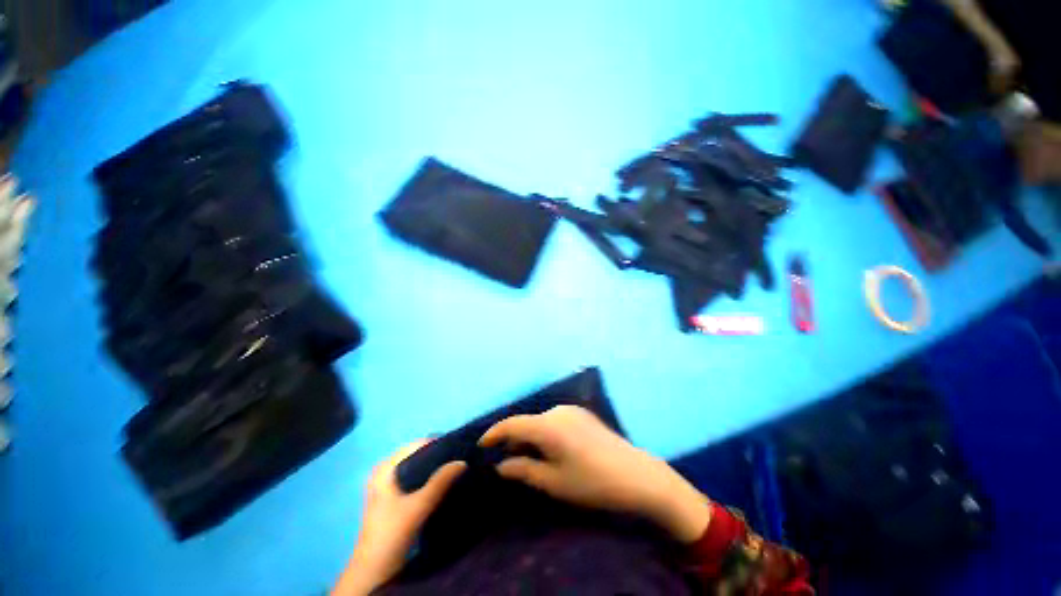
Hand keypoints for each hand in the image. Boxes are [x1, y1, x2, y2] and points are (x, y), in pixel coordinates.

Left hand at [332, 441, 465, 595]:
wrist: (373, 571)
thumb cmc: (391, 534)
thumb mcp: (418, 507)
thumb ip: (440, 482)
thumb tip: (462, 461)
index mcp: (385, 467)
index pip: (417, 444)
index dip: (438, 444)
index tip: (459, 449)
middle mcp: (385, 470)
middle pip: (417, 454)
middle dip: (438, 456)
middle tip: (460, 459)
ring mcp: (388, 484)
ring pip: (417, 467)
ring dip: (435, 468)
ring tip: (455, 469)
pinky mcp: (393, 497)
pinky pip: (415, 478)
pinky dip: (428, 478)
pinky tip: (443, 483)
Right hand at [479, 405, 711, 542]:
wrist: (636, 475)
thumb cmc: (591, 483)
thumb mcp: (553, 482)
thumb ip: (523, 470)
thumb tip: (500, 465)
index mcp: (548, 425)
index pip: (512, 424)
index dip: (494, 434)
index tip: (481, 445)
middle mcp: (557, 410)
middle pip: (527, 422)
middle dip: (513, 439)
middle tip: (503, 459)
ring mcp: (572, 410)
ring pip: (541, 421)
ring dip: (530, 435)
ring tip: (526, 456)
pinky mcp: (583, 414)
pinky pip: (555, 420)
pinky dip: (545, 432)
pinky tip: (549, 448)